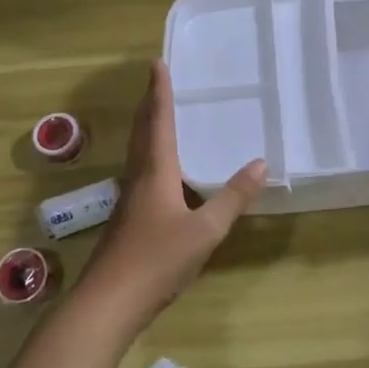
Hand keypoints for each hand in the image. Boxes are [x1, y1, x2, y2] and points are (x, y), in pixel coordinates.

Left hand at [78, 60, 266, 324]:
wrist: (108, 304)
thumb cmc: (157, 260)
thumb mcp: (205, 231)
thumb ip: (232, 198)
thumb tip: (260, 163)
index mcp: (155, 172)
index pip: (159, 122)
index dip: (160, 92)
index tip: (157, 64)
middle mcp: (138, 178)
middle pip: (143, 132)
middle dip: (150, 105)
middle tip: (158, 82)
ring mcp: (129, 201)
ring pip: (138, 153)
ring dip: (148, 129)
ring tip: (159, 117)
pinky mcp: (127, 221)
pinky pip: (140, 173)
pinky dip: (151, 156)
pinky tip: (161, 172)